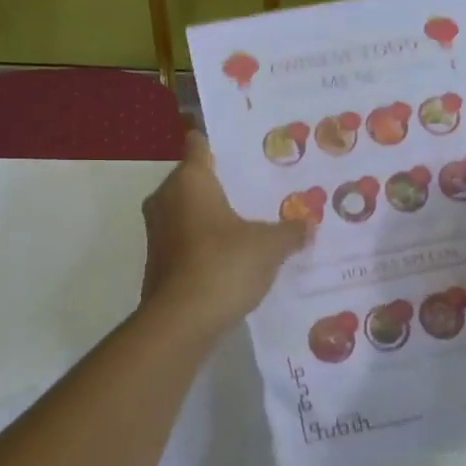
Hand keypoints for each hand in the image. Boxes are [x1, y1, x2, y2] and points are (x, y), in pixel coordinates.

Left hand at [140, 130, 308, 336]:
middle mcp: (166, 198)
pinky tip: (232, 255)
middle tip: (258, 188)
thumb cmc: (223, 265)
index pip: (198, 145)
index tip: (243, 149)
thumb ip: (290, 231)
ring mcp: (157, 231)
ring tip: (250, 221)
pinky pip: (185, 239)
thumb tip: (308, 224)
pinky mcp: (157, 261)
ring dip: (212, 216)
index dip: (218, 143)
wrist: (181, 321)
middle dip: (222, 184)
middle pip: (193, 179)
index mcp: (189, 180)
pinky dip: (204, 242)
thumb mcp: (268, 246)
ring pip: (187, 211)